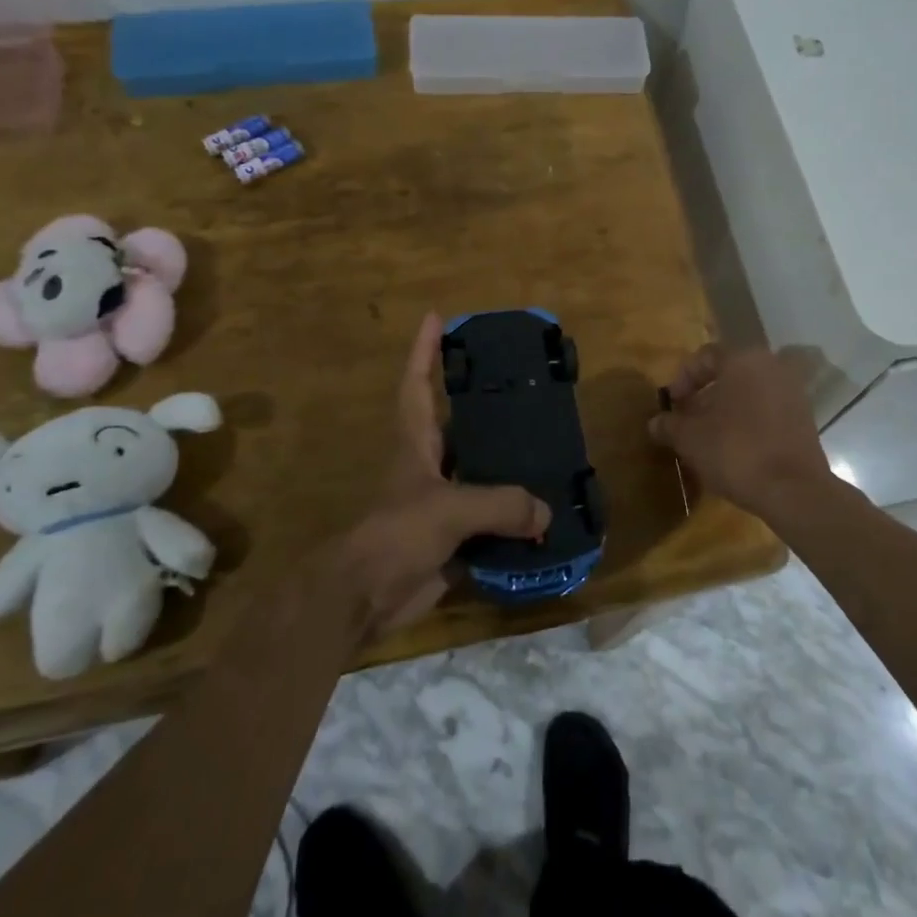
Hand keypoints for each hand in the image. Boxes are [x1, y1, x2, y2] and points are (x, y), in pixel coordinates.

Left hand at [341, 313, 549, 634]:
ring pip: (482, 475)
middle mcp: (430, 466)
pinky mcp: (453, 539)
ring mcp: (441, 503)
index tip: (436, 317)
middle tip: (526, 389)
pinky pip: (492, 522)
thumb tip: (546, 513)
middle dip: (487, 407)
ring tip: (551, 450)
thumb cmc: (397, 535)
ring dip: (510, 467)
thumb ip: (502, 504)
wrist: (365, 598)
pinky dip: (516, 520)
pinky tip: (547, 517)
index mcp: (417, 443)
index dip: (423, 350)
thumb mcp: (450, 509)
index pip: (417, 384)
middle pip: (460, 426)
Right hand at [647, 344, 831, 518]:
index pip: (705, 356)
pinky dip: (748, 421)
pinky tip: (734, 448)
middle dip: (704, 395)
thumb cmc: (736, 451)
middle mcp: (771, 366)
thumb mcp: (690, 438)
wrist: (793, 490)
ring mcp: (792, 392)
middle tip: (687, 419)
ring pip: (749, 392)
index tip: (672, 404)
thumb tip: (655, 423)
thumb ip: (670, 425)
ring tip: (707, 437)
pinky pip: (767, 410)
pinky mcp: (804, 418)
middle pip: (729, 374)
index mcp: (743, 360)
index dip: (682, 379)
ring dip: (726, 409)